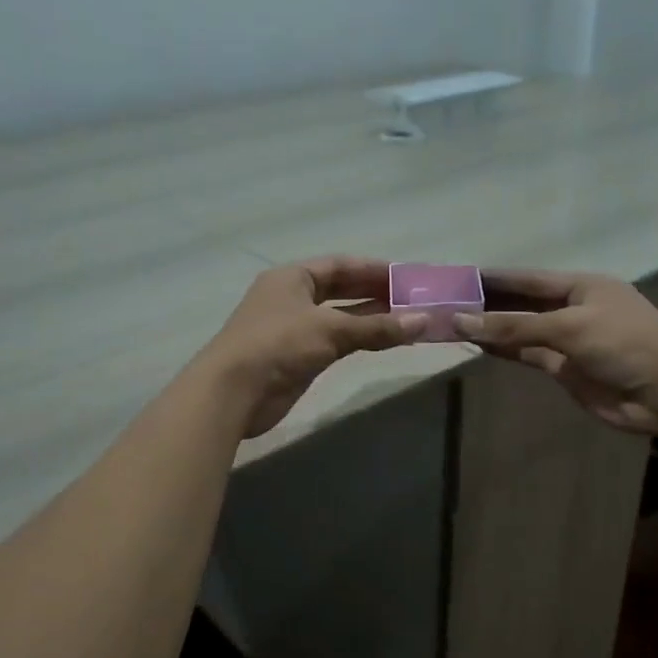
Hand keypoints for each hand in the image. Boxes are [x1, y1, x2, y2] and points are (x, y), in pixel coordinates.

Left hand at [199, 257, 424, 437]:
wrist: (233, 392)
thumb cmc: (278, 345)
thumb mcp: (330, 330)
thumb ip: (377, 327)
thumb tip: (423, 321)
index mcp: (292, 278)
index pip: (339, 265)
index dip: (373, 270)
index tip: (406, 277)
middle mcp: (291, 298)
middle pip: (339, 290)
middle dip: (374, 294)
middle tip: (412, 300)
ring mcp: (292, 329)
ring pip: (338, 318)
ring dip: (369, 319)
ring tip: (406, 321)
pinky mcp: (295, 357)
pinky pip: (334, 342)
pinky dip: (357, 340)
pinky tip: (382, 342)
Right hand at [455, 269, 657, 437]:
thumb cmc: (625, 344)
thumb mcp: (569, 327)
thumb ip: (515, 325)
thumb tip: (461, 320)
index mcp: (581, 286)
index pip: (527, 279)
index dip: (494, 278)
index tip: (460, 275)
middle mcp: (572, 309)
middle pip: (522, 303)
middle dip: (488, 303)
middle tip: (446, 301)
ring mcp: (568, 340)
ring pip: (521, 330)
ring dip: (491, 327)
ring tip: (452, 322)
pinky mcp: (565, 368)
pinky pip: (527, 353)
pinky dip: (504, 349)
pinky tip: (477, 344)